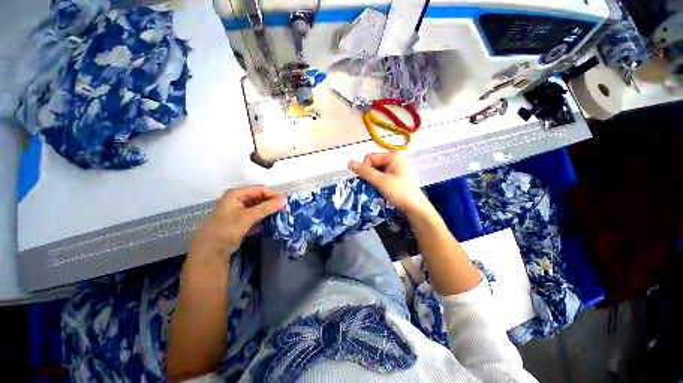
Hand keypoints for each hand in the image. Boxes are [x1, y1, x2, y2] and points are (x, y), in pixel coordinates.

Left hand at [188, 187, 285, 264]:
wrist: (211, 250)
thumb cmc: (226, 229)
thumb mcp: (247, 217)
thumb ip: (266, 208)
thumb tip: (285, 200)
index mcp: (236, 194)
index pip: (260, 189)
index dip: (273, 195)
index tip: (286, 202)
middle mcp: (238, 199)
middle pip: (260, 197)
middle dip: (272, 202)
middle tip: (285, 208)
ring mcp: (240, 209)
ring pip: (259, 205)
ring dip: (269, 209)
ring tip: (282, 213)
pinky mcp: (242, 219)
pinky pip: (257, 214)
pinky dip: (265, 216)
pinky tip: (273, 219)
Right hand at [348, 152, 431, 215]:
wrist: (414, 207)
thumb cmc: (399, 192)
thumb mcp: (381, 181)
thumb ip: (365, 172)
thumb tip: (349, 162)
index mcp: (392, 155)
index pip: (370, 157)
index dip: (365, 169)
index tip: (370, 181)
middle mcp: (392, 158)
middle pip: (371, 163)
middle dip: (369, 174)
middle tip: (375, 185)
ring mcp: (393, 167)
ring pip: (374, 170)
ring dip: (372, 179)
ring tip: (377, 187)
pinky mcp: (392, 175)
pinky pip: (378, 174)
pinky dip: (376, 181)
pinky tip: (379, 188)